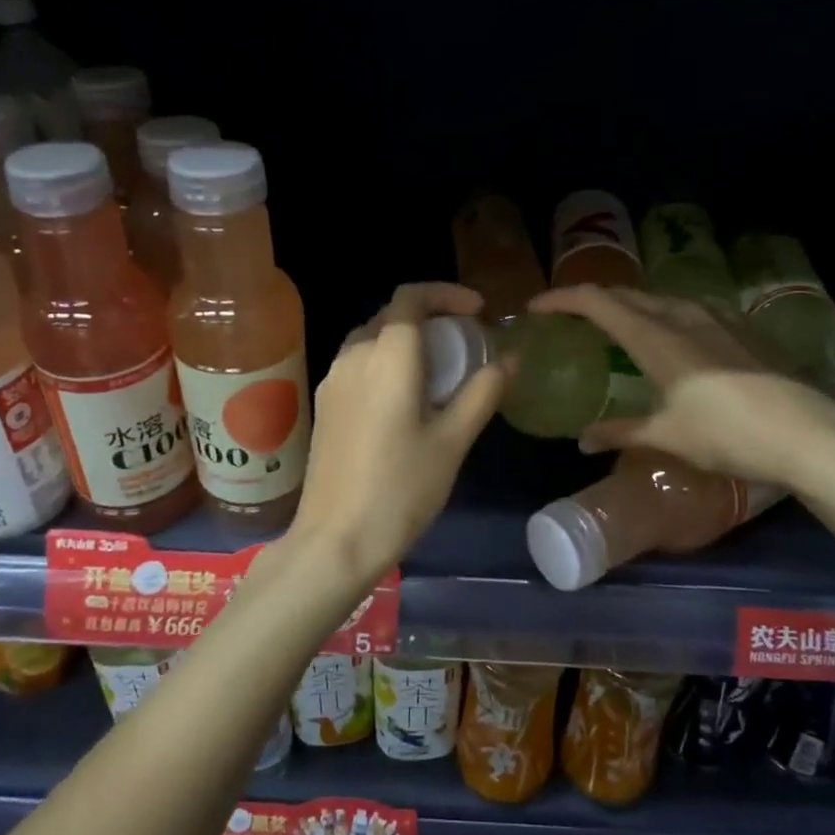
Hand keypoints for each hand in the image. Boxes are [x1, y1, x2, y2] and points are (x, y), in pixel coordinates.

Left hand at [290, 283, 506, 584]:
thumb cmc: (401, 489)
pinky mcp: (325, 406)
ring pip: (371, 340)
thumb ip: (483, 392)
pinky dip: (386, 363)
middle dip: (430, 318)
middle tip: (465, 343)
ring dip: (406, 342)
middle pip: (391, 316)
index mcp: (386, 356)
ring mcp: (332, 381)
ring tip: (439, 372)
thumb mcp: (453, 441)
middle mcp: (353, 357)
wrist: (335, 541)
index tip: (478, 312)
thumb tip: (509, 358)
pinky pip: (358, 365)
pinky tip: (406, 399)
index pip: (411, 297)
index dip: (446, 294)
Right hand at [528, 285, 834, 491]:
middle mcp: (683, 317)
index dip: (562, 299)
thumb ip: (621, 433)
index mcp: (656, 338)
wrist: (806, 434)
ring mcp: (717, 319)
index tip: (536, 308)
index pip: (598, 302)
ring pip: (661, 299)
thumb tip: (583, 442)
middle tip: (571, 317)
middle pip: (628, 295)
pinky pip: (689, 309)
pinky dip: (664, 314)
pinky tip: (673, 336)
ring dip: (631, 305)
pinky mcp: (741, 330)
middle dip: (593, 300)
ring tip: (617, 325)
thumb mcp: (667, 437)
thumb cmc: (727, 435)